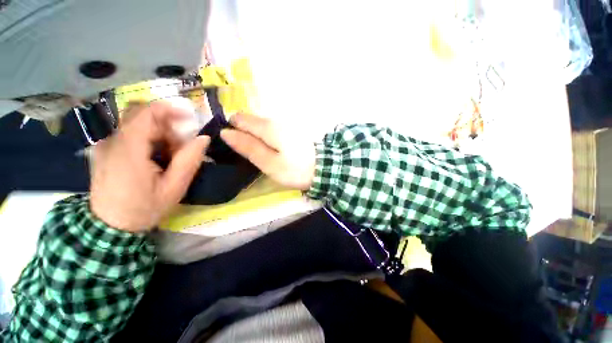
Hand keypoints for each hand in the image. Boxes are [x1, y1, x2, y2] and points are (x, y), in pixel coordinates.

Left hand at [90, 101, 210, 231]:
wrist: (109, 229)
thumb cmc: (140, 211)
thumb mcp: (170, 192)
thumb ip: (188, 163)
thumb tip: (203, 138)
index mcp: (131, 145)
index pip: (151, 110)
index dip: (172, 109)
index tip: (187, 120)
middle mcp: (115, 137)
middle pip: (144, 116)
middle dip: (164, 126)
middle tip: (175, 149)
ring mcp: (106, 142)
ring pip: (134, 124)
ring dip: (151, 134)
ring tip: (160, 158)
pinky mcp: (102, 149)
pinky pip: (124, 134)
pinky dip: (138, 139)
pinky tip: (143, 161)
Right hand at [220, 113, 314, 189]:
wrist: (325, 167)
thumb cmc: (294, 168)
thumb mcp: (268, 162)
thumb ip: (247, 146)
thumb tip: (225, 132)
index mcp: (266, 126)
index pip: (239, 119)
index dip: (228, 127)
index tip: (223, 141)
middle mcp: (273, 119)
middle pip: (248, 120)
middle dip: (238, 130)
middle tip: (235, 150)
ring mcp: (282, 123)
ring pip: (257, 124)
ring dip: (248, 133)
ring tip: (246, 150)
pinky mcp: (287, 129)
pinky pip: (266, 128)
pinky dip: (259, 135)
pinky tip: (261, 147)